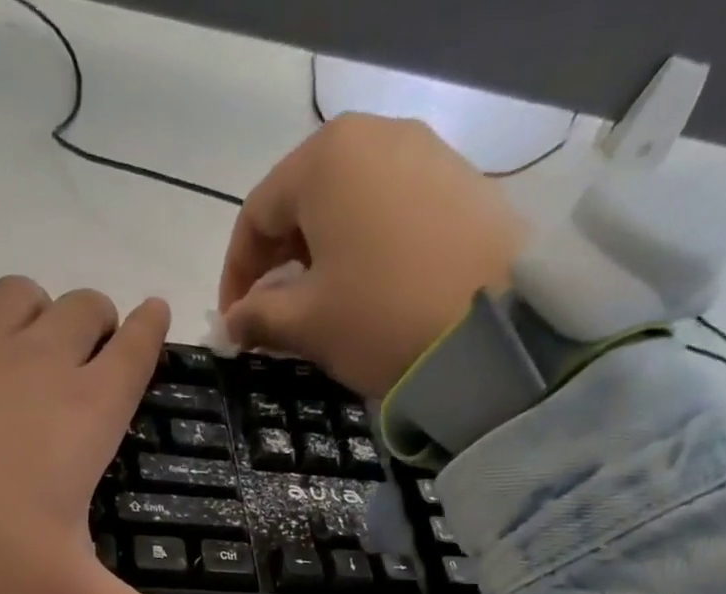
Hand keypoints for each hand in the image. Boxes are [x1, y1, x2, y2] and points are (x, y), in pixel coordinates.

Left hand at [0, 277, 223, 593]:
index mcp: (85, 414)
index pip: (135, 353)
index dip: (152, 333)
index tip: (157, 314)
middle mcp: (37, 361)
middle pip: (83, 310)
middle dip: (97, 322)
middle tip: (91, 352)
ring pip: (19, 295)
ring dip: (33, 310)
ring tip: (27, 341)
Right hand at [219, 115, 528, 398]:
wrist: (493, 326)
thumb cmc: (379, 317)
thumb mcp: (306, 324)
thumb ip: (257, 317)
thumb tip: (232, 324)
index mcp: (325, 159)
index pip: (256, 214)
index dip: (235, 273)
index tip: (234, 322)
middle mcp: (374, 135)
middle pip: (303, 201)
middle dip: (278, 261)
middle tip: (273, 314)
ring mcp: (425, 152)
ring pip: (349, 204)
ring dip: (322, 255)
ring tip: (321, 305)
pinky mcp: (461, 181)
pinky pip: (391, 209)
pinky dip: (365, 246)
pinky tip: (368, 289)